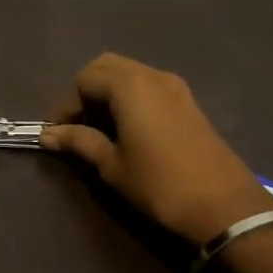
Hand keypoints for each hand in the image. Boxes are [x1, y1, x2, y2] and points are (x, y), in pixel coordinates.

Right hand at [40, 52, 272, 245]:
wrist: (225, 206)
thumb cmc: (160, 184)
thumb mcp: (112, 165)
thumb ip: (79, 142)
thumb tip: (47, 135)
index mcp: (129, 86)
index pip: (84, 79)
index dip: (68, 105)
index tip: (61, 134)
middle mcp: (152, 75)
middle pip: (106, 66)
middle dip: (87, 92)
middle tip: (81, 126)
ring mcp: (174, 86)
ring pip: (129, 73)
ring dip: (109, 93)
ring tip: (102, 129)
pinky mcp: (188, 101)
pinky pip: (148, 85)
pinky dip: (130, 98)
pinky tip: (129, 130)